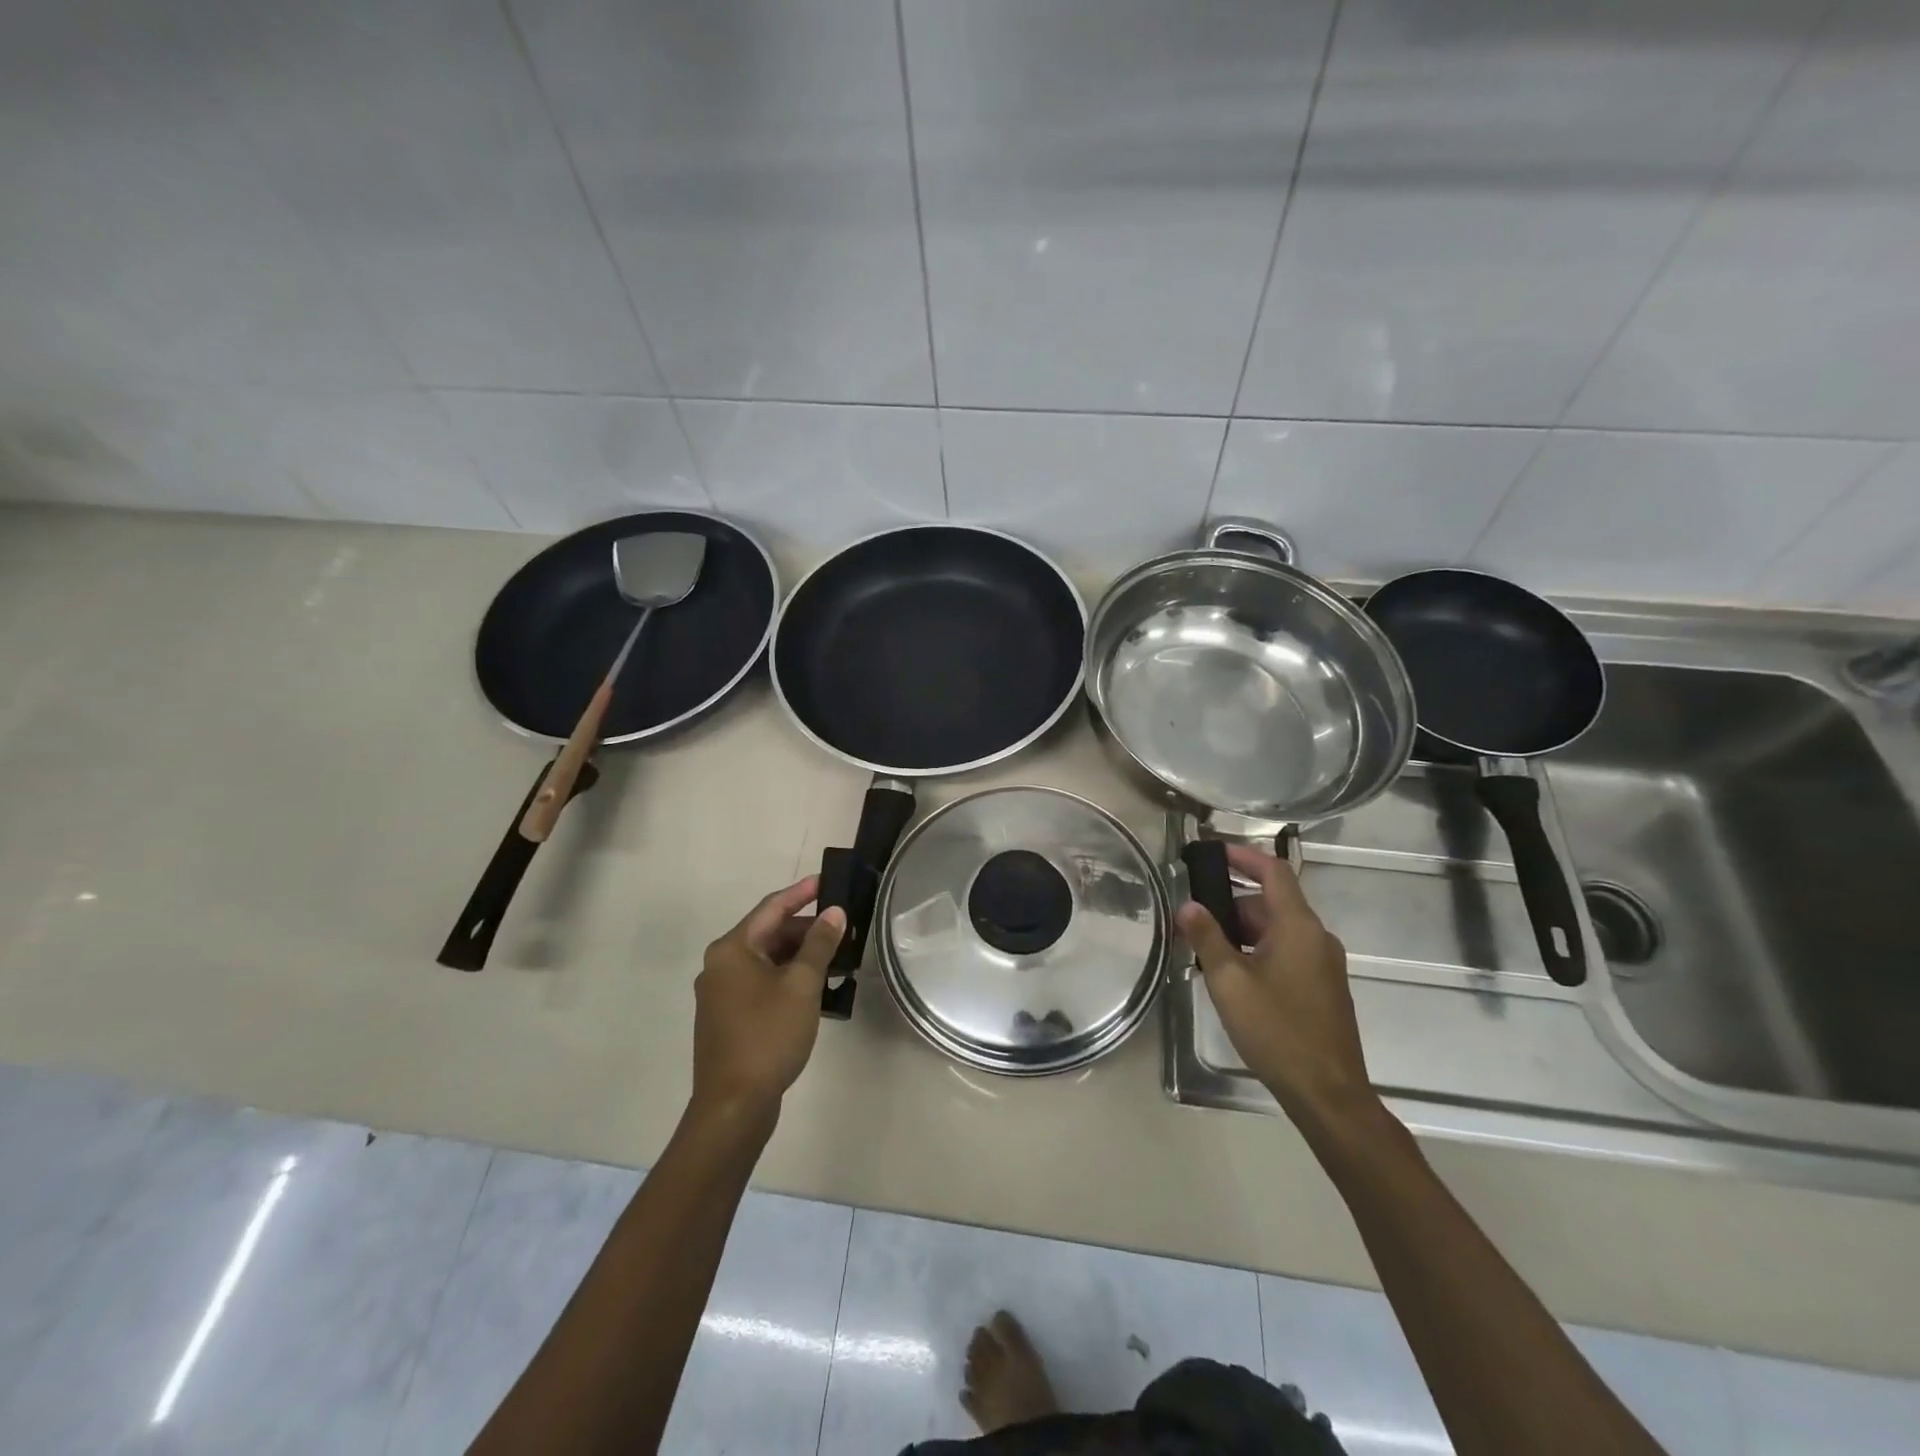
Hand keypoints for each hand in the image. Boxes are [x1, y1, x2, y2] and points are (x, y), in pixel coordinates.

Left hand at [692, 876, 845, 1119]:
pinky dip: (788, 979)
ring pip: (767, 961)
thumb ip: (819, 944)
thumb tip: (835, 913)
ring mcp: (721, 994)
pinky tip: (817, 989)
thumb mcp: (802, 985)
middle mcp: (720, 965)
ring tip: (837, 958)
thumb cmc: (767, 1035)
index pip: (771, 908)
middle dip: (806, 929)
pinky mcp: (728, 1018)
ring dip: (800, 957)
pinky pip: (762, 984)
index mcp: (731, 950)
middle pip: (768, 934)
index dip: (802, 892)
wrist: (733, 1105)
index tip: (828, 880)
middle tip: (843, 928)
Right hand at [1176, 844, 1376, 1130]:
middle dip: (1232, 903)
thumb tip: (1187, 905)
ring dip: (1242, 931)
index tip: (1212, 852)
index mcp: (1298, 927)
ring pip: (1277, 930)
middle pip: (1272, 903)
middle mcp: (1316, 938)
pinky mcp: (1323, 987)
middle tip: (1194, 916)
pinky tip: (1233, 976)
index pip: (1273, 872)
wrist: (1327, 1092)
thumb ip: (1206, 937)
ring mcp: (1323, 964)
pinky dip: (1258, 951)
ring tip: (1205, 949)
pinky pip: (1287, 952)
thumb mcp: (1229, 982)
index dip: (1243, 856)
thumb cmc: (1276, 1030)